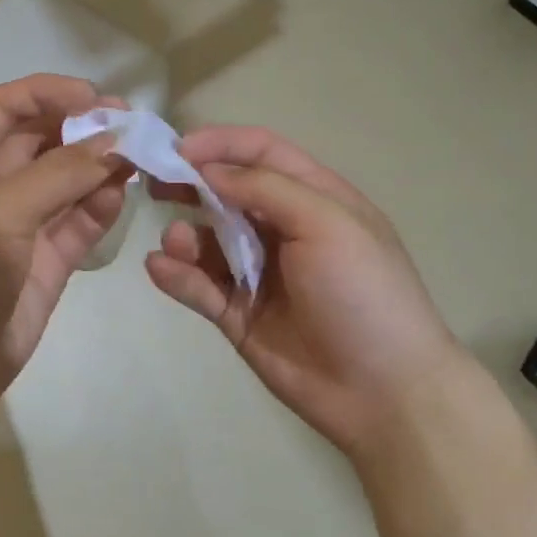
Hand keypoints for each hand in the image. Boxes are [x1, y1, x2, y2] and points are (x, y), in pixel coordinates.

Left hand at [0, 75, 130, 440]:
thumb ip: (58, 174)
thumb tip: (115, 142)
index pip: (5, 107)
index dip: (47, 93)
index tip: (96, 97)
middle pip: (40, 140)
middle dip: (82, 128)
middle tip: (133, 125)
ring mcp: (19, 226)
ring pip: (65, 181)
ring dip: (98, 166)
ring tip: (140, 156)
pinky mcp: (45, 263)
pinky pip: (78, 222)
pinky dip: (100, 206)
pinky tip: (124, 193)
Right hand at [145, 125, 471, 457]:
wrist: (384, 392)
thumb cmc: (365, 293)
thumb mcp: (328, 224)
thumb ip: (266, 189)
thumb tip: (208, 170)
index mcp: (313, 198)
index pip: (261, 153)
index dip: (220, 144)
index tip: (177, 149)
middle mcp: (281, 229)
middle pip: (225, 192)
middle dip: (189, 184)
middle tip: (151, 182)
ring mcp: (257, 272)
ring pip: (206, 241)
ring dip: (184, 236)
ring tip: (176, 243)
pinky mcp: (237, 313)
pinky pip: (198, 286)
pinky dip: (176, 275)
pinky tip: (161, 269)